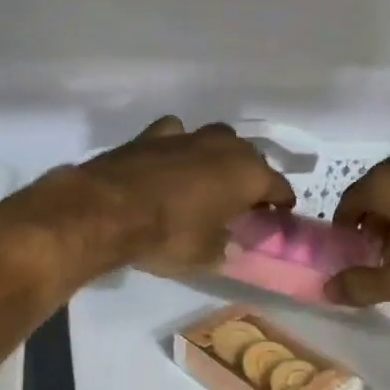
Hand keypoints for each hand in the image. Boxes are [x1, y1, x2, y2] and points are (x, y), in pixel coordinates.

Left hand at [74, 117, 294, 276]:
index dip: (281, 203)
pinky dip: (178, 148)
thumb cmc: (168, 235)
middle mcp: (224, 146)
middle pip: (249, 158)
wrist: (108, 210)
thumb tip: (228, 245)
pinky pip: (177, 136)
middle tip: (242, 202)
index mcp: (248, 174)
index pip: (279, 187)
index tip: (278, 216)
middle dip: (250, 177)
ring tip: (207, 180)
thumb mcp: (204, 255)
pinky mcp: (152, 134)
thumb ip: (223, 247)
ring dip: (216, 158)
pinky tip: (169, 163)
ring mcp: (188, 135)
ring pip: (215, 140)